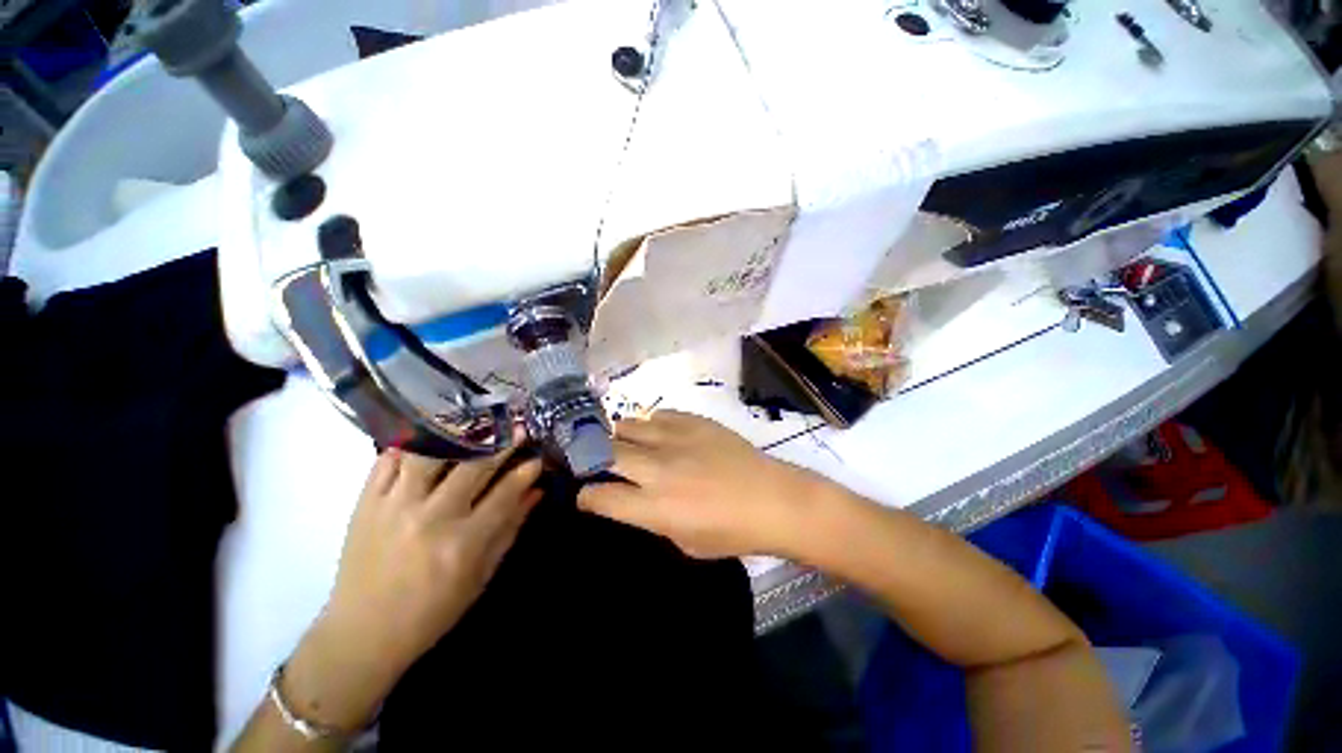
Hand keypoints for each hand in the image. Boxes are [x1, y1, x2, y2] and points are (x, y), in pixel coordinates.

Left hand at [327, 447, 541, 669]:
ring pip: (430, 453)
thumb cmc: (432, 611)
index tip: (537, 457)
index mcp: (462, 543)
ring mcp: (394, 507)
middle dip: (501, 443)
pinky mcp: (365, 503)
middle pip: (473, 465)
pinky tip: (429, 436)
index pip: (504, 493)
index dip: (526, 471)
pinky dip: (411, 444)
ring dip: (457, 436)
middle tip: (515, 429)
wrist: (362, 634)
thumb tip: (535, 490)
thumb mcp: (481, 576)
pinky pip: (388, 460)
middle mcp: (430, 518)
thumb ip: (510, 528)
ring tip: (474, 426)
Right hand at [577, 412, 823, 558]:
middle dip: (594, 458)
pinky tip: (659, 433)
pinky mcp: (693, 421)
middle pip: (606, 452)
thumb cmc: (731, 532)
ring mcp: (675, 439)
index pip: (601, 496)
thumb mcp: (684, 542)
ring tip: (627, 443)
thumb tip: (634, 500)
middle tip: (599, 462)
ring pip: (628, 425)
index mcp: (654, 507)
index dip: (587, 496)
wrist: (772, 498)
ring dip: (621, 436)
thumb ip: (652, 519)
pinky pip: (658, 414)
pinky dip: (651, 425)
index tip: (587, 495)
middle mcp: (657, 468)